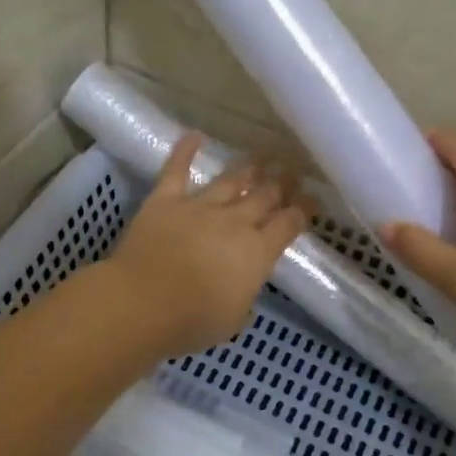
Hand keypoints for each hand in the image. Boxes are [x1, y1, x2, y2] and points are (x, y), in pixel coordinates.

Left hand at [104, 133, 312, 359]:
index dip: (303, 210)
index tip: (312, 199)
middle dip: (282, 183)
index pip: (288, 225)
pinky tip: (194, 134)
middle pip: (264, 196)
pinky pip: (177, 170)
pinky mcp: (165, 200)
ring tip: (261, 157)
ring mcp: (200, 207)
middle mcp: (234, 222)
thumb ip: (242, 298)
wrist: (142, 302)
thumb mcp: (232, 320)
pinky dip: (184, 151)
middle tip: (293, 170)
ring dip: (248, 168)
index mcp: (256, 253)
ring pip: (230, 181)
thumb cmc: (191, 321)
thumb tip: (243, 289)